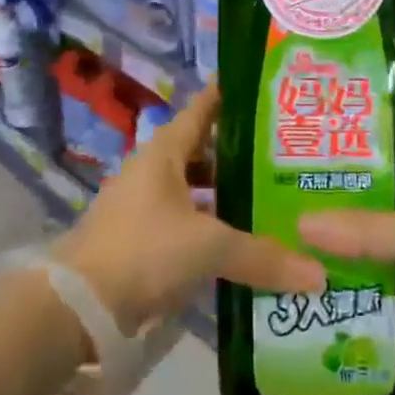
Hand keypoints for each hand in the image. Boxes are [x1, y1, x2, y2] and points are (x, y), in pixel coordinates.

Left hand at [54, 83, 325, 334]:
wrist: (76, 306)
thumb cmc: (143, 251)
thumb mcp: (208, 248)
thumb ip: (262, 256)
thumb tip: (319, 273)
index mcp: (166, 151)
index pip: (205, 107)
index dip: (233, 95)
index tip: (270, 89)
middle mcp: (154, 169)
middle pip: (205, 150)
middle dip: (243, 152)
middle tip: (289, 154)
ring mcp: (145, 204)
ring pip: (197, 189)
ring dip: (228, 193)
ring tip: (273, 199)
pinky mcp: (141, 238)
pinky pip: (187, 220)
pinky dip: (213, 226)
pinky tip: (241, 242)